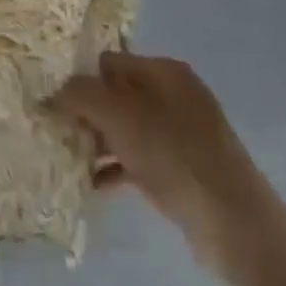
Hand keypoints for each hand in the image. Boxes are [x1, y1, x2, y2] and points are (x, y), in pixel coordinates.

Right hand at [53, 52, 285, 281]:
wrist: (234, 223)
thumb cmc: (173, 155)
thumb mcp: (117, 116)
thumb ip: (78, 95)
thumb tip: (51, 92)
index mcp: (164, 71)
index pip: (108, 62)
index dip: (80, 78)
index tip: (54, 101)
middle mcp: (175, 94)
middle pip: (116, 94)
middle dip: (87, 112)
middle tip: (58, 131)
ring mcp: (183, 133)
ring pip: (126, 128)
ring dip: (98, 141)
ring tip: (69, 158)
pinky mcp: (185, 168)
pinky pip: (139, 157)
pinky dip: (116, 166)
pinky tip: (93, 183)